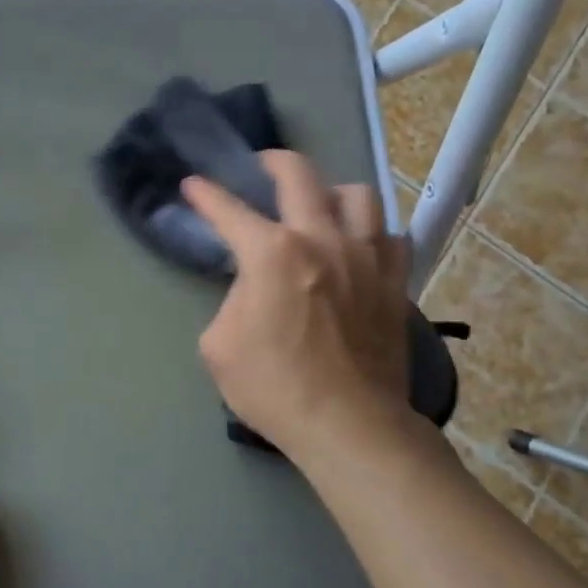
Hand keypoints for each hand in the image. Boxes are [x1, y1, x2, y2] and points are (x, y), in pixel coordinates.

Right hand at [183, 151, 427, 466]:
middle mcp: (322, 239)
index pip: (228, 210)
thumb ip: (231, 301)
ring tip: (319, 205)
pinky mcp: (394, 283)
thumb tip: (251, 289)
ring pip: (358, 195)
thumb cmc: (274, 387)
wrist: (348, 426)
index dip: (205, 194)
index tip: (193, 184)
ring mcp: (365, 258)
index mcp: (271, 253)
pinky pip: (390, 238)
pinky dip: (371, 233)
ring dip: (331, 191)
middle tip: (260, 168)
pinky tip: (359, 246)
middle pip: (300, 175)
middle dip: (272, 161)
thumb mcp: (220, 345)